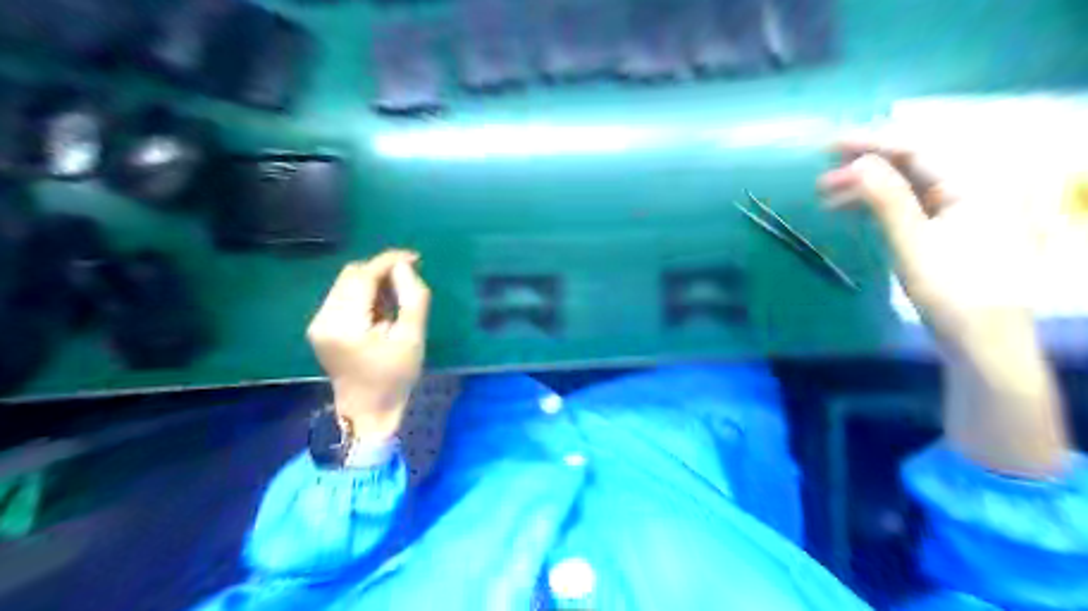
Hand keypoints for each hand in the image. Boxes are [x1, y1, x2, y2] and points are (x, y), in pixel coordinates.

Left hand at [308, 249, 431, 443]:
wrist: (367, 410)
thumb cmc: (395, 377)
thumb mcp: (413, 338)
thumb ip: (413, 298)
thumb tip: (404, 267)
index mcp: (345, 325)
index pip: (363, 277)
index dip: (388, 262)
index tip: (414, 258)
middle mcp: (323, 319)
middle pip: (351, 275)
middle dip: (380, 271)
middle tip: (408, 280)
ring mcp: (317, 323)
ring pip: (346, 283)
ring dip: (373, 282)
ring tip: (396, 300)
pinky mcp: (319, 327)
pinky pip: (343, 296)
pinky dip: (364, 294)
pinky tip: (381, 310)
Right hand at [817, 133, 1044, 350]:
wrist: (980, 338)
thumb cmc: (952, 290)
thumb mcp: (914, 243)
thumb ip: (887, 200)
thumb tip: (858, 163)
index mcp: (972, 184)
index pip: (917, 149)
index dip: (871, 143)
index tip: (830, 146)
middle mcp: (968, 188)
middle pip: (910, 164)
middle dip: (864, 166)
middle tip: (821, 176)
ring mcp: (957, 209)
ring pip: (904, 185)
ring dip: (865, 188)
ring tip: (826, 196)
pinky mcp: (944, 229)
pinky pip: (906, 205)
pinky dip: (876, 205)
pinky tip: (851, 211)